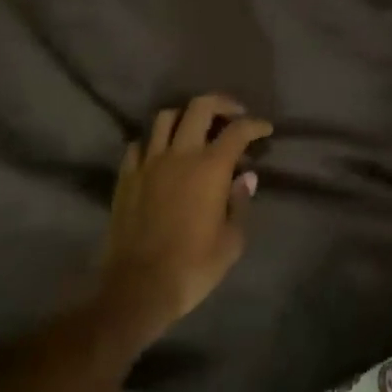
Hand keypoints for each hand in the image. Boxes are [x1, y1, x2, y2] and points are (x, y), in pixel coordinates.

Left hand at [97, 94, 272, 344]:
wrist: (138, 287)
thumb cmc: (193, 267)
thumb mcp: (231, 242)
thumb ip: (240, 203)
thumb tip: (246, 178)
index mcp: (210, 168)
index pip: (237, 131)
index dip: (255, 126)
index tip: (265, 130)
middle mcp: (179, 155)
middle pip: (199, 107)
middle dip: (220, 104)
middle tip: (233, 114)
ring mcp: (148, 162)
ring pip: (164, 117)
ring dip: (184, 116)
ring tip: (195, 129)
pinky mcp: (126, 176)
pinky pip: (139, 144)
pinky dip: (153, 141)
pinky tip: (161, 154)